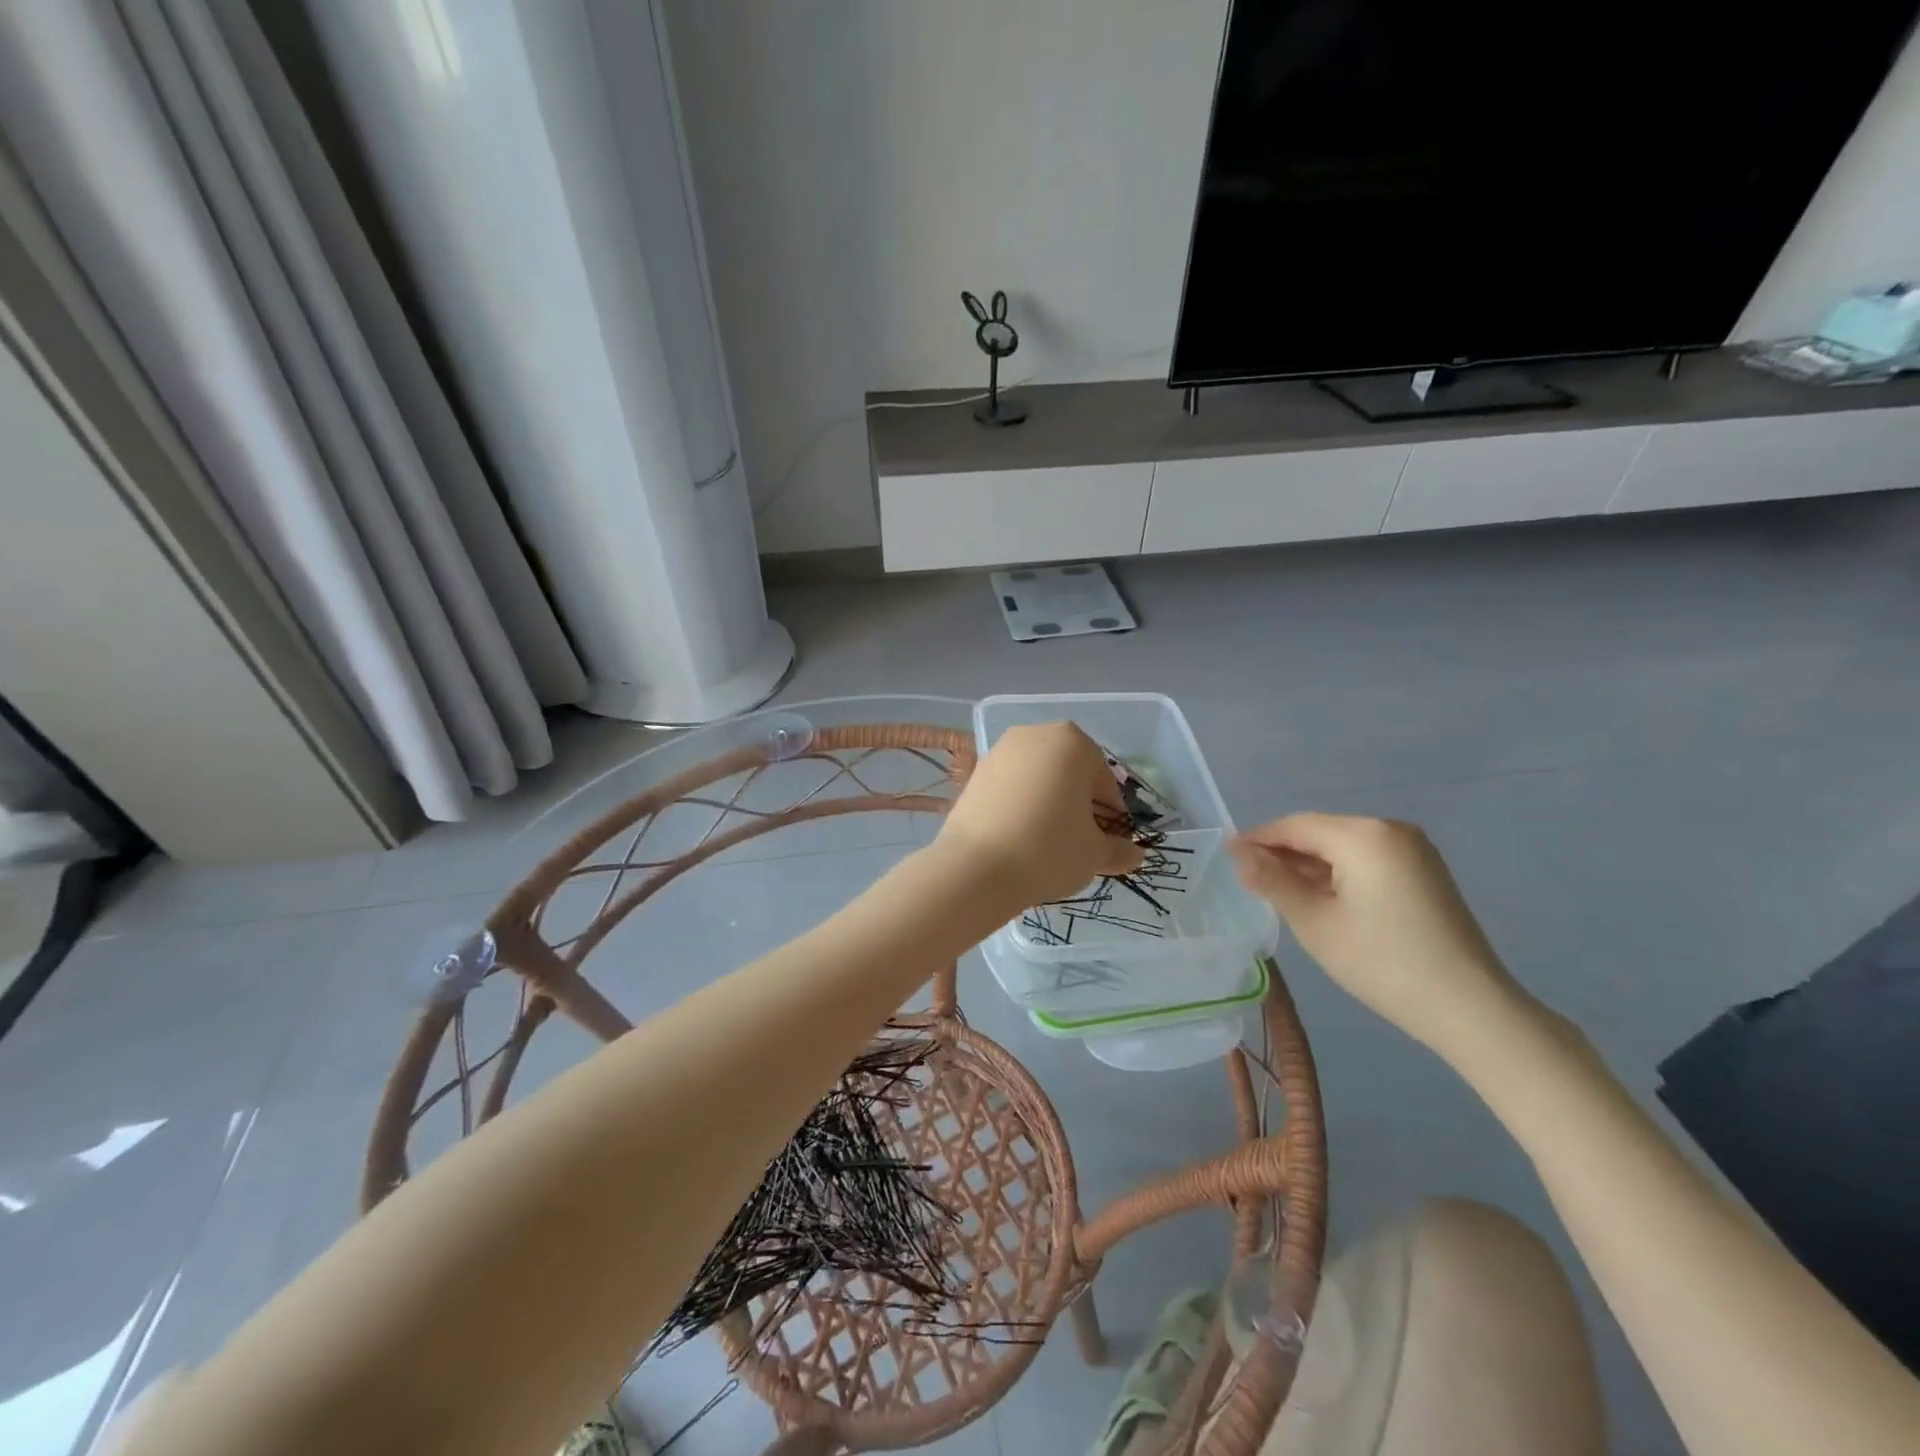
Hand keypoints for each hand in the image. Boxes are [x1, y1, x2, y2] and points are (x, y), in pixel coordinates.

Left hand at [937, 723, 1145, 907]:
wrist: (976, 868)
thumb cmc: (1049, 850)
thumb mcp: (1095, 855)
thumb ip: (1119, 850)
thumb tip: (1134, 855)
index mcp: (1073, 742)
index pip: (1104, 781)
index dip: (1111, 815)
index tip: (1108, 843)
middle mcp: (1035, 734)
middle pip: (1070, 773)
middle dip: (1079, 803)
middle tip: (1080, 841)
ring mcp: (1000, 750)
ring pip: (1039, 778)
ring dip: (1050, 803)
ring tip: (1049, 842)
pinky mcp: (975, 772)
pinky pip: (1011, 787)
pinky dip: (1021, 805)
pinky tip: (1020, 837)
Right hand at [1229, 814, 1528, 1054]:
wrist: (1470, 1009)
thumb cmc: (1382, 962)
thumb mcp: (1314, 922)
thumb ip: (1272, 880)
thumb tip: (1236, 850)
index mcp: (1364, 834)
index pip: (1295, 825)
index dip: (1258, 840)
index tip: (1229, 860)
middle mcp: (1391, 829)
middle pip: (1321, 833)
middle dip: (1285, 855)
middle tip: (1252, 885)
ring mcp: (1414, 850)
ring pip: (1343, 847)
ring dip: (1311, 866)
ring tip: (1282, 896)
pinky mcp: (1425, 872)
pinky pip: (1367, 860)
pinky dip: (1339, 875)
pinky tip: (1324, 902)